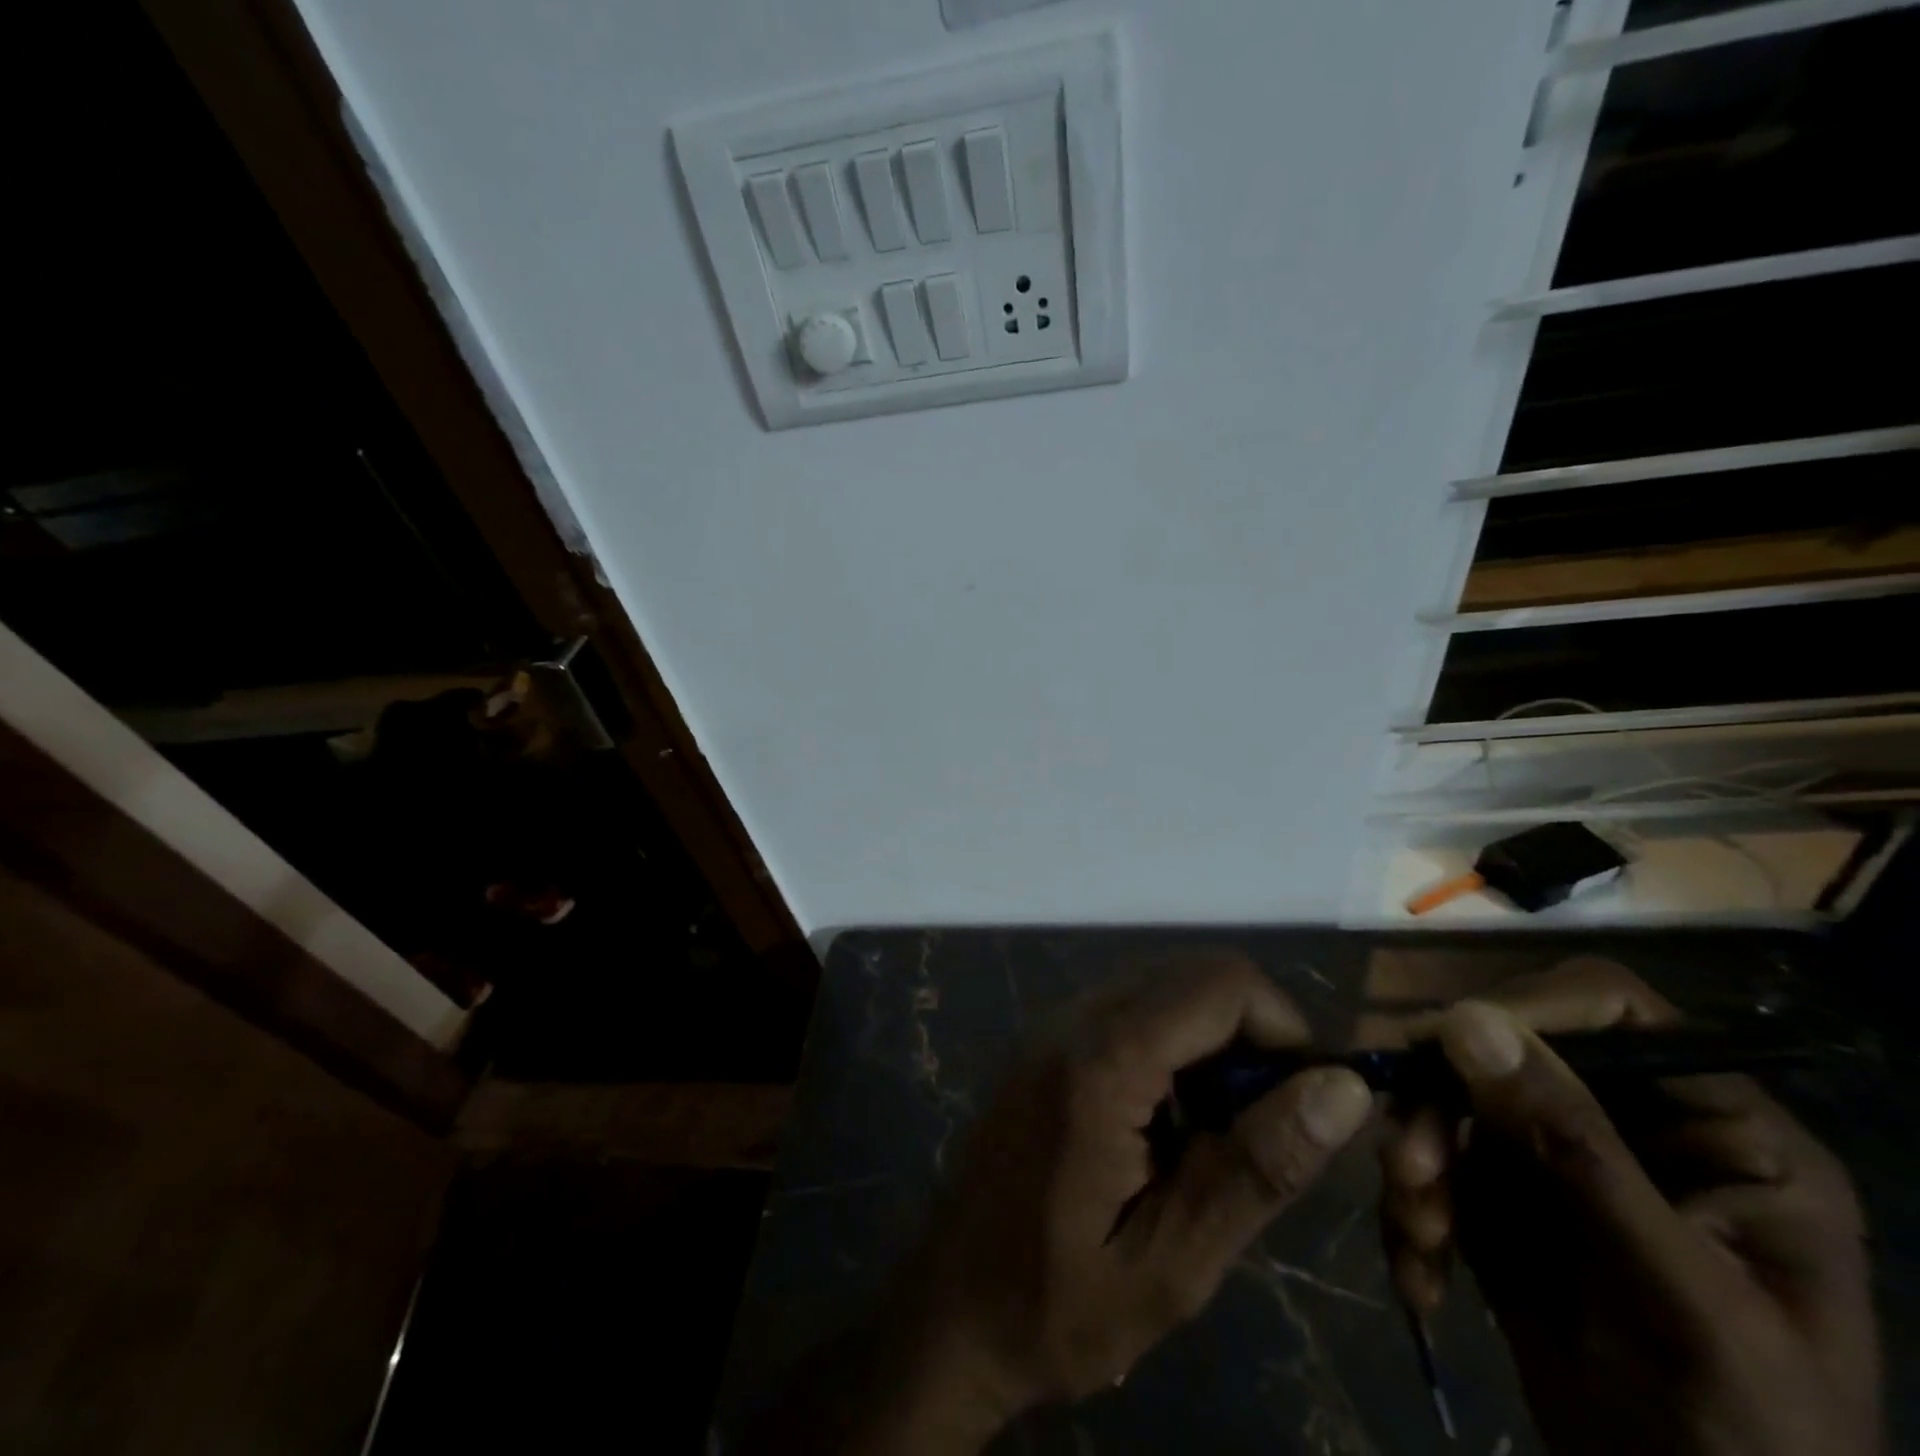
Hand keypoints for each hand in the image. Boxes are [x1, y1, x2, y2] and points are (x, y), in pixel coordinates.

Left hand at [854, 950, 1373, 1453]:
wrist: (948, 1308)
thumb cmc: (1057, 1303)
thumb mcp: (1172, 1262)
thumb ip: (1257, 1166)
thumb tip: (1343, 1088)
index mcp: (1100, 1062)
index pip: (1218, 983)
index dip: (1283, 1027)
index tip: (1307, 1102)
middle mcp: (1071, 1019)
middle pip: (1192, 973)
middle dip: (1251, 1032)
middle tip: (1265, 1125)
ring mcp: (1051, 1024)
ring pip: (1163, 986)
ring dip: (1212, 1041)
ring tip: (1216, 1135)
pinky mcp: (1044, 1040)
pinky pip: (1128, 1010)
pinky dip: (1172, 1045)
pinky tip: (1169, 1124)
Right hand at [1379, 960, 1879, 1455]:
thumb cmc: (1747, 1438)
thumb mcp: (1675, 1297)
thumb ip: (1576, 1150)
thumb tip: (1466, 1019)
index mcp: (1717, 1128)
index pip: (1610, 1009)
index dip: (1522, 1009)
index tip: (1436, 1047)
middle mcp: (1629, 1122)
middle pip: (1504, 1051)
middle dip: (1443, 1106)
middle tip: (1408, 1169)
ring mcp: (1555, 1158)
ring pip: (1452, 1103)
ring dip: (1419, 1161)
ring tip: (1418, 1235)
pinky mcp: (1500, 1196)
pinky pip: (1433, 1163)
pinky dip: (1413, 1209)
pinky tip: (1423, 1274)